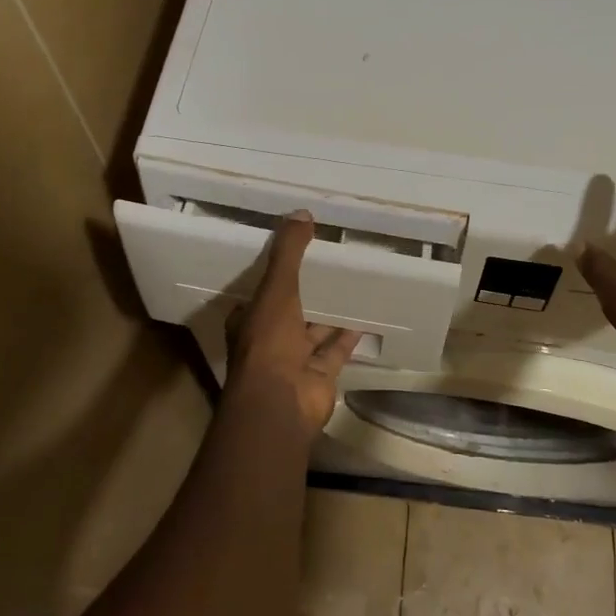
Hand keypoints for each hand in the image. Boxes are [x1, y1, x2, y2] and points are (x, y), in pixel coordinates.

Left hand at [225, 212, 362, 429]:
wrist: (280, 402)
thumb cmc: (269, 342)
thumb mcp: (277, 289)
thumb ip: (288, 253)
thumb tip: (302, 213)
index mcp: (250, 320)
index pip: (261, 294)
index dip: (275, 276)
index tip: (295, 256)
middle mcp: (269, 340)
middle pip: (289, 312)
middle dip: (307, 294)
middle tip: (330, 266)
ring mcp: (294, 361)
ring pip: (314, 331)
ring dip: (329, 314)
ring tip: (351, 286)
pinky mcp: (319, 375)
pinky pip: (336, 350)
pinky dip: (348, 336)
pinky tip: (365, 316)